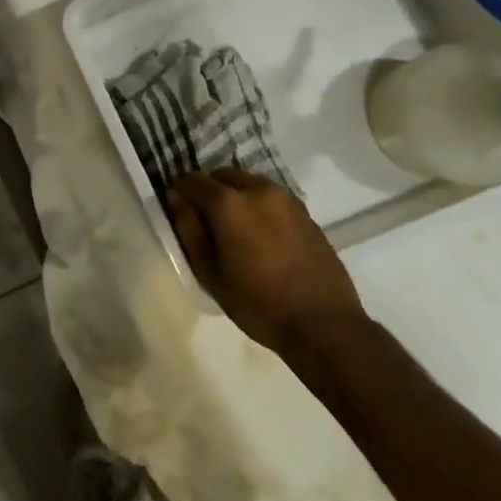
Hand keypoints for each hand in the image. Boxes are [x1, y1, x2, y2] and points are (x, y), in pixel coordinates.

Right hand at [167, 169, 363, 353]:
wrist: (324, 324)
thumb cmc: (257, 302)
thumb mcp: (209, 272)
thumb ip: (188, 229)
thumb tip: (175, 198)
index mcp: (229, 203)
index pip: (192, 180)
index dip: (180, 192)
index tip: (178, 210)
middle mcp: (257, 190)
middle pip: (222, 175)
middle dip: (209, 190)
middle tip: (206, 220)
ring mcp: (285, 199)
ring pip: (248, 183)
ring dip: (235, 195)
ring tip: (235, 228)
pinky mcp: (305, 212)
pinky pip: (270, 197)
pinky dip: (258, 205)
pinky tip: (261, 235)